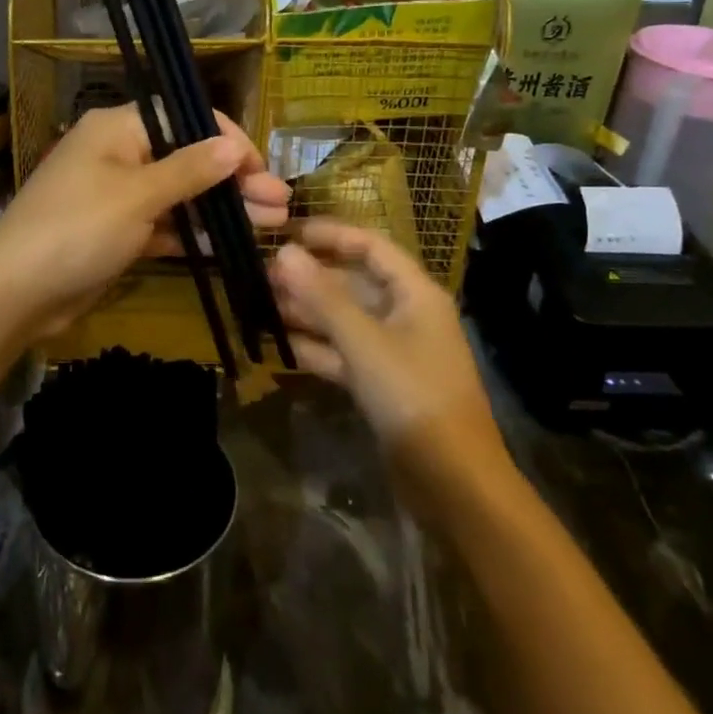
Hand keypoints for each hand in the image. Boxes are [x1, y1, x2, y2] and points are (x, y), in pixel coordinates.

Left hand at [0, 106, 288, 339]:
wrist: (15, 293)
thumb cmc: (77, 229)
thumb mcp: (138, 196)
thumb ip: (190, 170)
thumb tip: (232, 145)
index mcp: (117, 129)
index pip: (183, 118)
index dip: (226, 139)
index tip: (260, 168)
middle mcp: (118, 154)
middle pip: (187, 158)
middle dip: (233, 180)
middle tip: (280, 204)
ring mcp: (117, 195)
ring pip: (179, 194)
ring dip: (220, 208)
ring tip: (271, 224)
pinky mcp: (116, 232)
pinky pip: (163, 224)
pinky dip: (192, 232)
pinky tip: (230, 243)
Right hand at [269, 220, 509, 487]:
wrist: (452, 482)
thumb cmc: (412, 396)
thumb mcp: (364, 341)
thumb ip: (322, 297)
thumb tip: (283, 252)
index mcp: (414, 293)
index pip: (370, 246)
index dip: (330, 235)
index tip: (286, 232)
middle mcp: (405, 314)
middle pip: (353, 283)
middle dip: (309, 277)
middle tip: (260, 273)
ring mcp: (392, 351)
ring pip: (343, 319)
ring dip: (306, 312)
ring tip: (259, 303)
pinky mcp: (380, 383)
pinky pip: (342, 353)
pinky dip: (314, 348)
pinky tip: (278, 345)